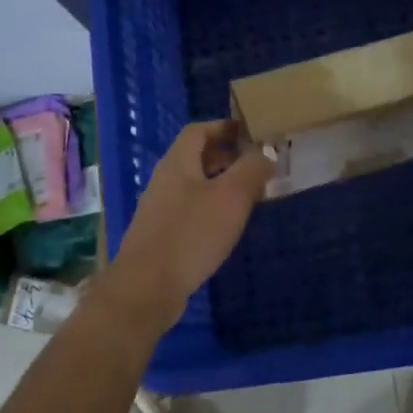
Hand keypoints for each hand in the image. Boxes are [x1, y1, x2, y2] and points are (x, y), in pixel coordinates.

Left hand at [99, 120, 273, 331]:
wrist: (147, 286)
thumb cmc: (191, 234)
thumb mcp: (231, 197)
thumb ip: (251, 170)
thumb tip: (264, 154)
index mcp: (178, 163)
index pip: (199, 130)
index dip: (224, 127)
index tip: (250, 133)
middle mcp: (165, 179)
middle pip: (195, 156)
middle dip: (226, 155)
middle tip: (255, 164)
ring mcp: (160, 208)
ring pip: (194, 184)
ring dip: (220, 183)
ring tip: (248, 194)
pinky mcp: (161, 234)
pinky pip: (190, 208)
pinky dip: (211, 207)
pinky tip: (227, 224)